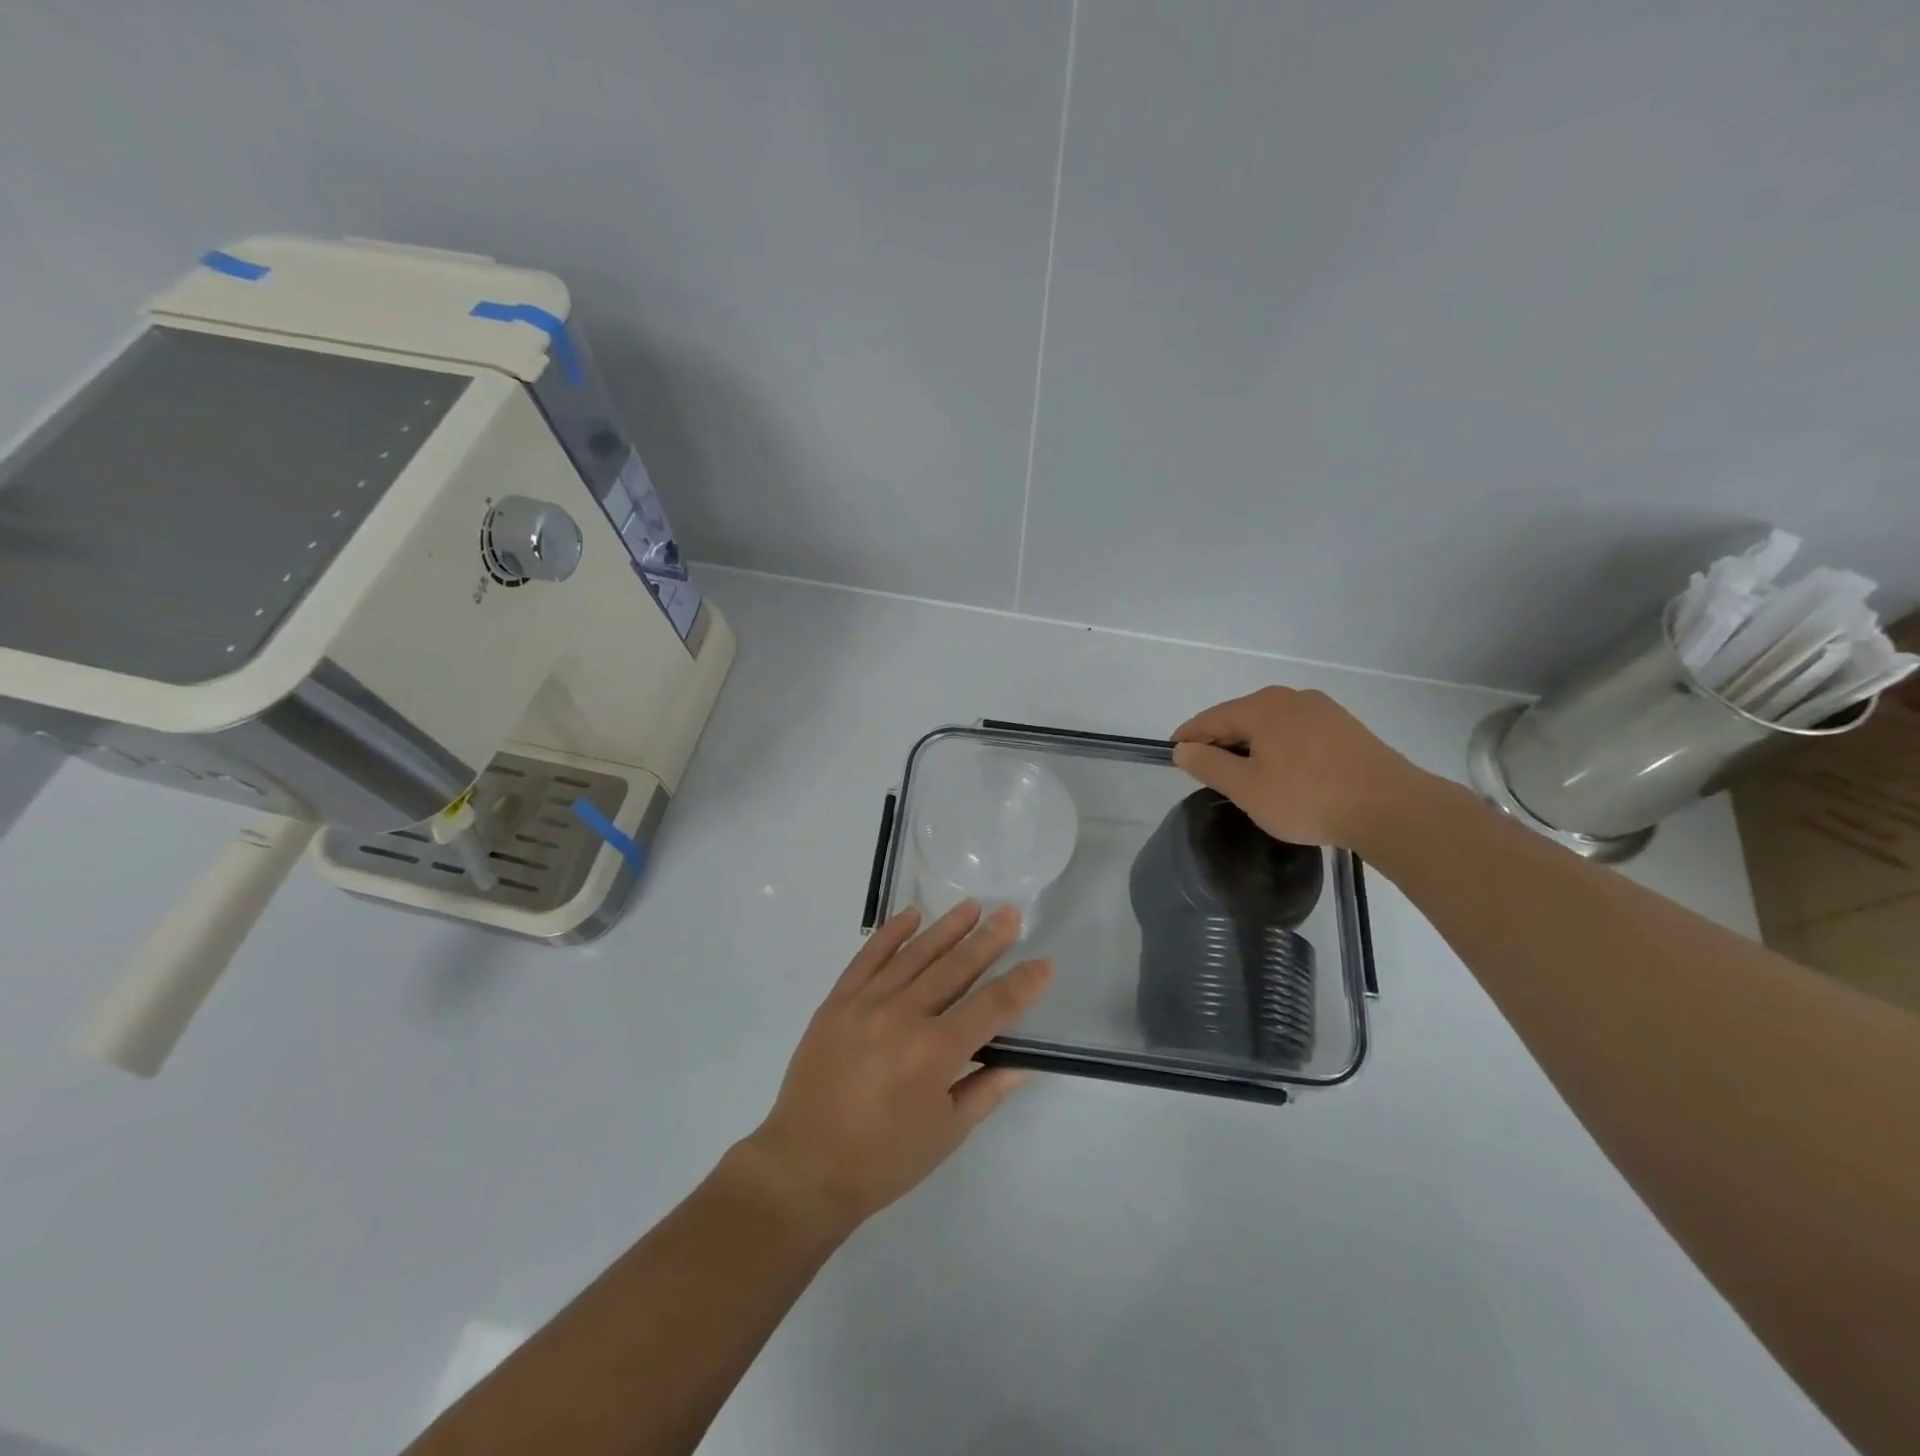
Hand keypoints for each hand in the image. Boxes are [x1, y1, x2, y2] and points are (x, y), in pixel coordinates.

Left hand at [736, 902, 1051, 1240]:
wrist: (804, 1167)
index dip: (1022, 984)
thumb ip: (987, 1089)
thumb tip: (1023, 1061)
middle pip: (955, 968)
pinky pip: (868, 957)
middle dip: (988, 939)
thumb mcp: (946, 1132)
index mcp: (936, 1051)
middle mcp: (904, 1015)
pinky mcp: (837, 1001)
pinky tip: (910, 915)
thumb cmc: (884, 1160)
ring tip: (972, 906)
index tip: (1043, 962)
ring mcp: (866, 1003)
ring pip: (915, 954)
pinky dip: (890, 933)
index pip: (992, 1006)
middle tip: (1010, 913)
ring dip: (946, 928)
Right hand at [1170, 686, 1421, 847]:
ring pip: (1272, 724)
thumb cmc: (1307, 797)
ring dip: (1252, 744)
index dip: (1188, 736)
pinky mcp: (1346, 728)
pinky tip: (1284, 772)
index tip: (1173, 753)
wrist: (1390, 808)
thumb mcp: (1246, 788)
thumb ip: (1208, 765)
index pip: (1211, 718)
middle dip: (1220, 740)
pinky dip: (1280, 747)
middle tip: (1206, 768)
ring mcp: (1323, 710)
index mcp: (1262, 707)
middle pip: (1242, 716)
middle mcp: (1291, 698)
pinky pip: (1297, 732)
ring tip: (1244, 774)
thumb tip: (1183, 749)